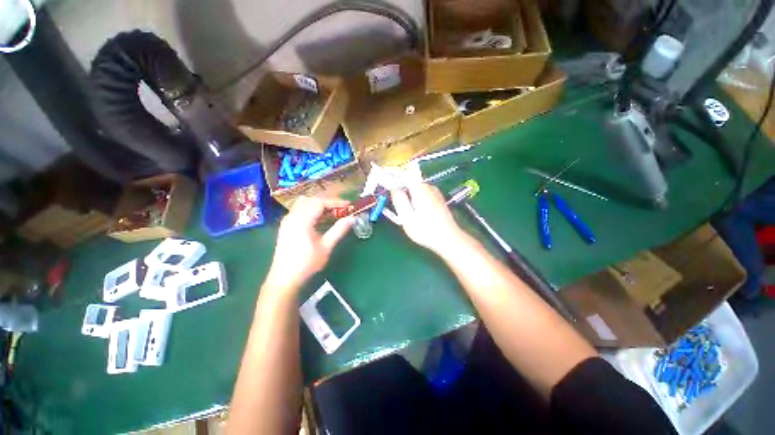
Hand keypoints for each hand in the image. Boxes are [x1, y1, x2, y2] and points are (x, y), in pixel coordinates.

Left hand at [265, 196, 353, 292]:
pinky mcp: (286, 226)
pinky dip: (311, 211)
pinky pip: (299, 211)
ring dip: (319, 206)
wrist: (284, 279)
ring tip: (332, 214)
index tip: (348, 206)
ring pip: (304, 204)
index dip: (335, 202)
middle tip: (341, 210)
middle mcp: (292, 217)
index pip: (320, 203)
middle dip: (328, 203)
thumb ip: (339, 230)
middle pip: (311, 200)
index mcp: (302, 220)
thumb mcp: (326, 247)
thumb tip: (353, 218)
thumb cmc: (307, 264)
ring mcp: (287, 221)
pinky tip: (320, 221)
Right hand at [391, 181, 464, 253]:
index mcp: (420, 189)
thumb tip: (394, 188)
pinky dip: (416, 201)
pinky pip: (422, 195)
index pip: (404, 174)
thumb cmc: (426, 230)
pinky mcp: (438, 200)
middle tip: (397, 206)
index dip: (393, 176)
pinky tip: (416, 214)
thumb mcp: (407, 217)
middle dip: (401, 190)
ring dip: (408, 197)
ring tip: (407, 213)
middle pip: (410, 182)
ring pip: (416, 189)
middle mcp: (429, 187)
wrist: (448, 239)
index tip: (385, 181)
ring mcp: (435, 193)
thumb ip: (399, 200)